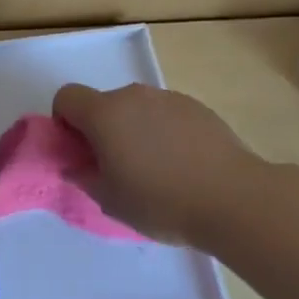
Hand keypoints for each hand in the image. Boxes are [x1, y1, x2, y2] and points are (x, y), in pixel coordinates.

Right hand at [53, 83, 263, 248]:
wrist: (234, 198)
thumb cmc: (161, 202)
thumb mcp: (110, 201)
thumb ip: (84, 177)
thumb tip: (77, 166)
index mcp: (104, 114)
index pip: (67, 97)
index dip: (64, 121)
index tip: (79, 151)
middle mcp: (133, 96)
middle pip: (103, 103)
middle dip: (101, 129)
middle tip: (117, 167)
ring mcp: (169, 98)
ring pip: (136, 109)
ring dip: (134, 130)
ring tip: (155, 169)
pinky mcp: (197, 107)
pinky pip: (166, 114)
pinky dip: (164, 132)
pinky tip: (183, 165)